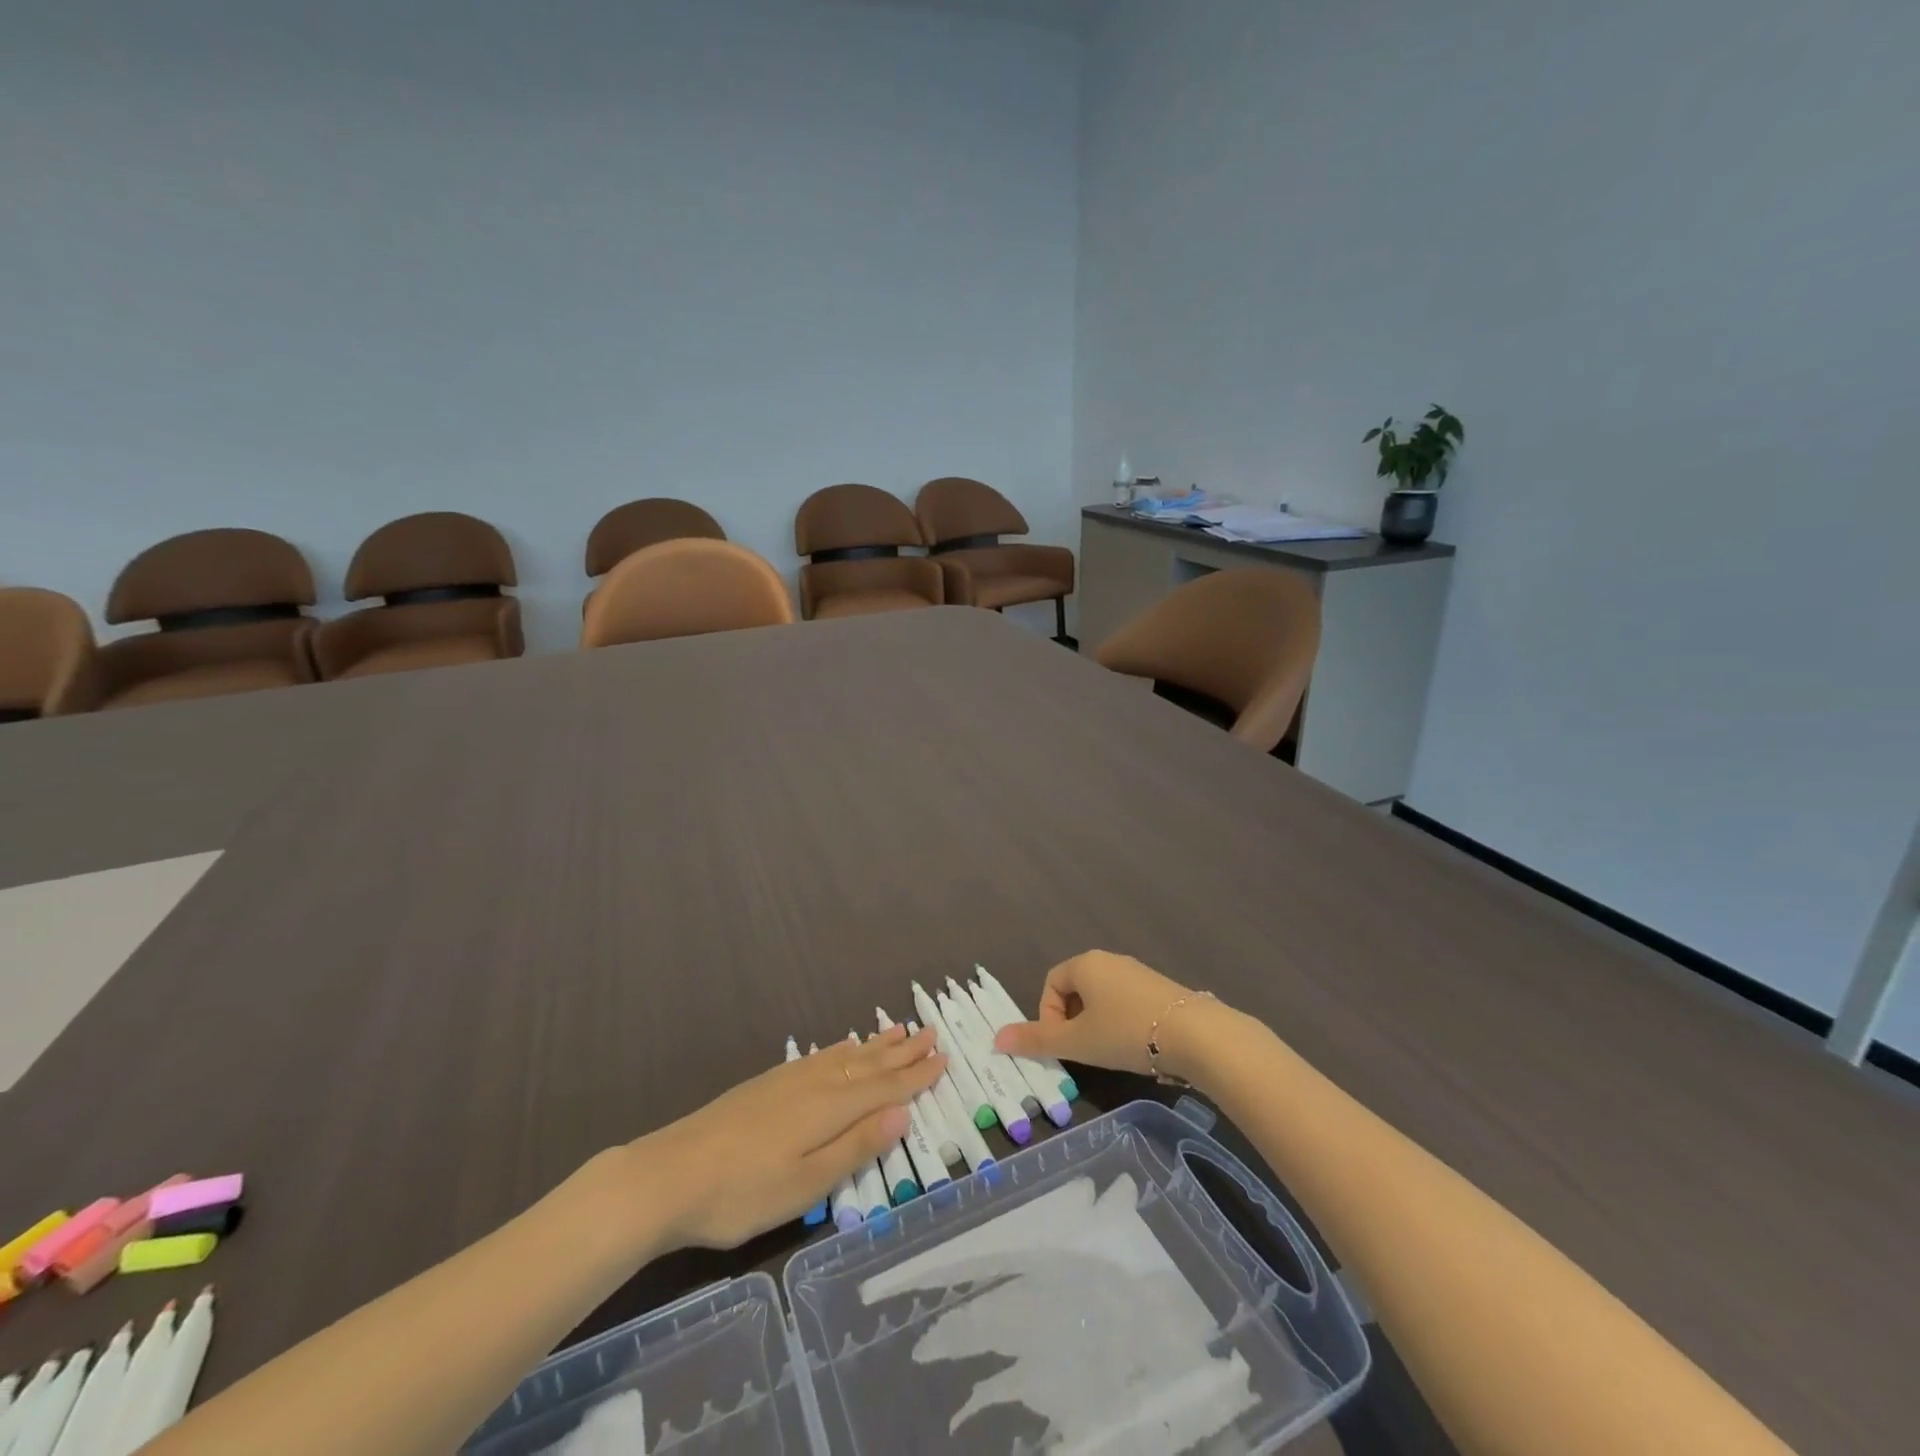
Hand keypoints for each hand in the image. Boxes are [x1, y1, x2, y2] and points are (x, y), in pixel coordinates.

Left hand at [636, 1025, 943, 1248]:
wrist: (668, 1174)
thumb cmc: (742, 1193)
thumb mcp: (805, 1184)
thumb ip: (855, 1147)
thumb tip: (903, 1114)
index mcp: (829, 1109)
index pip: (884, 1088)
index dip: (915, 1076)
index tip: (943, 1057)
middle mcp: (815, 1085)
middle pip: (867, 1065)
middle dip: (901, 1052)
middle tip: (930, 1033)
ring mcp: (788, 1081)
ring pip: (844, 1056)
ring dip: (874, 1045)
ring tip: (896, 1030)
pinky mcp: (766, 1084)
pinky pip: (819, 1056)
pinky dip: (841, 1049)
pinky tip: (841, 1047)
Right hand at [992, 951, 1229, 1082]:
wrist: (1195, 1035)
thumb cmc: (1125, 1032)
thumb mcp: (1077, 1041)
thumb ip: (1036, 1040)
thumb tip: (996, 1039)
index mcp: (1085, 963)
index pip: (1051, 983)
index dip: (1048, 1015)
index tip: (1062, 1044)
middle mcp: (1110, 960)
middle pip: (1076, 989)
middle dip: (1072, 1021)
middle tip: (1082, 1050)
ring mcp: (1138, 972)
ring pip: (1103, 997)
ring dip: (1096, 1023)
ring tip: (1109, 1052)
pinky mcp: (1160, 988)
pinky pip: (1127, 1002)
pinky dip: (1121, 1022)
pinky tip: (1136, 1046)